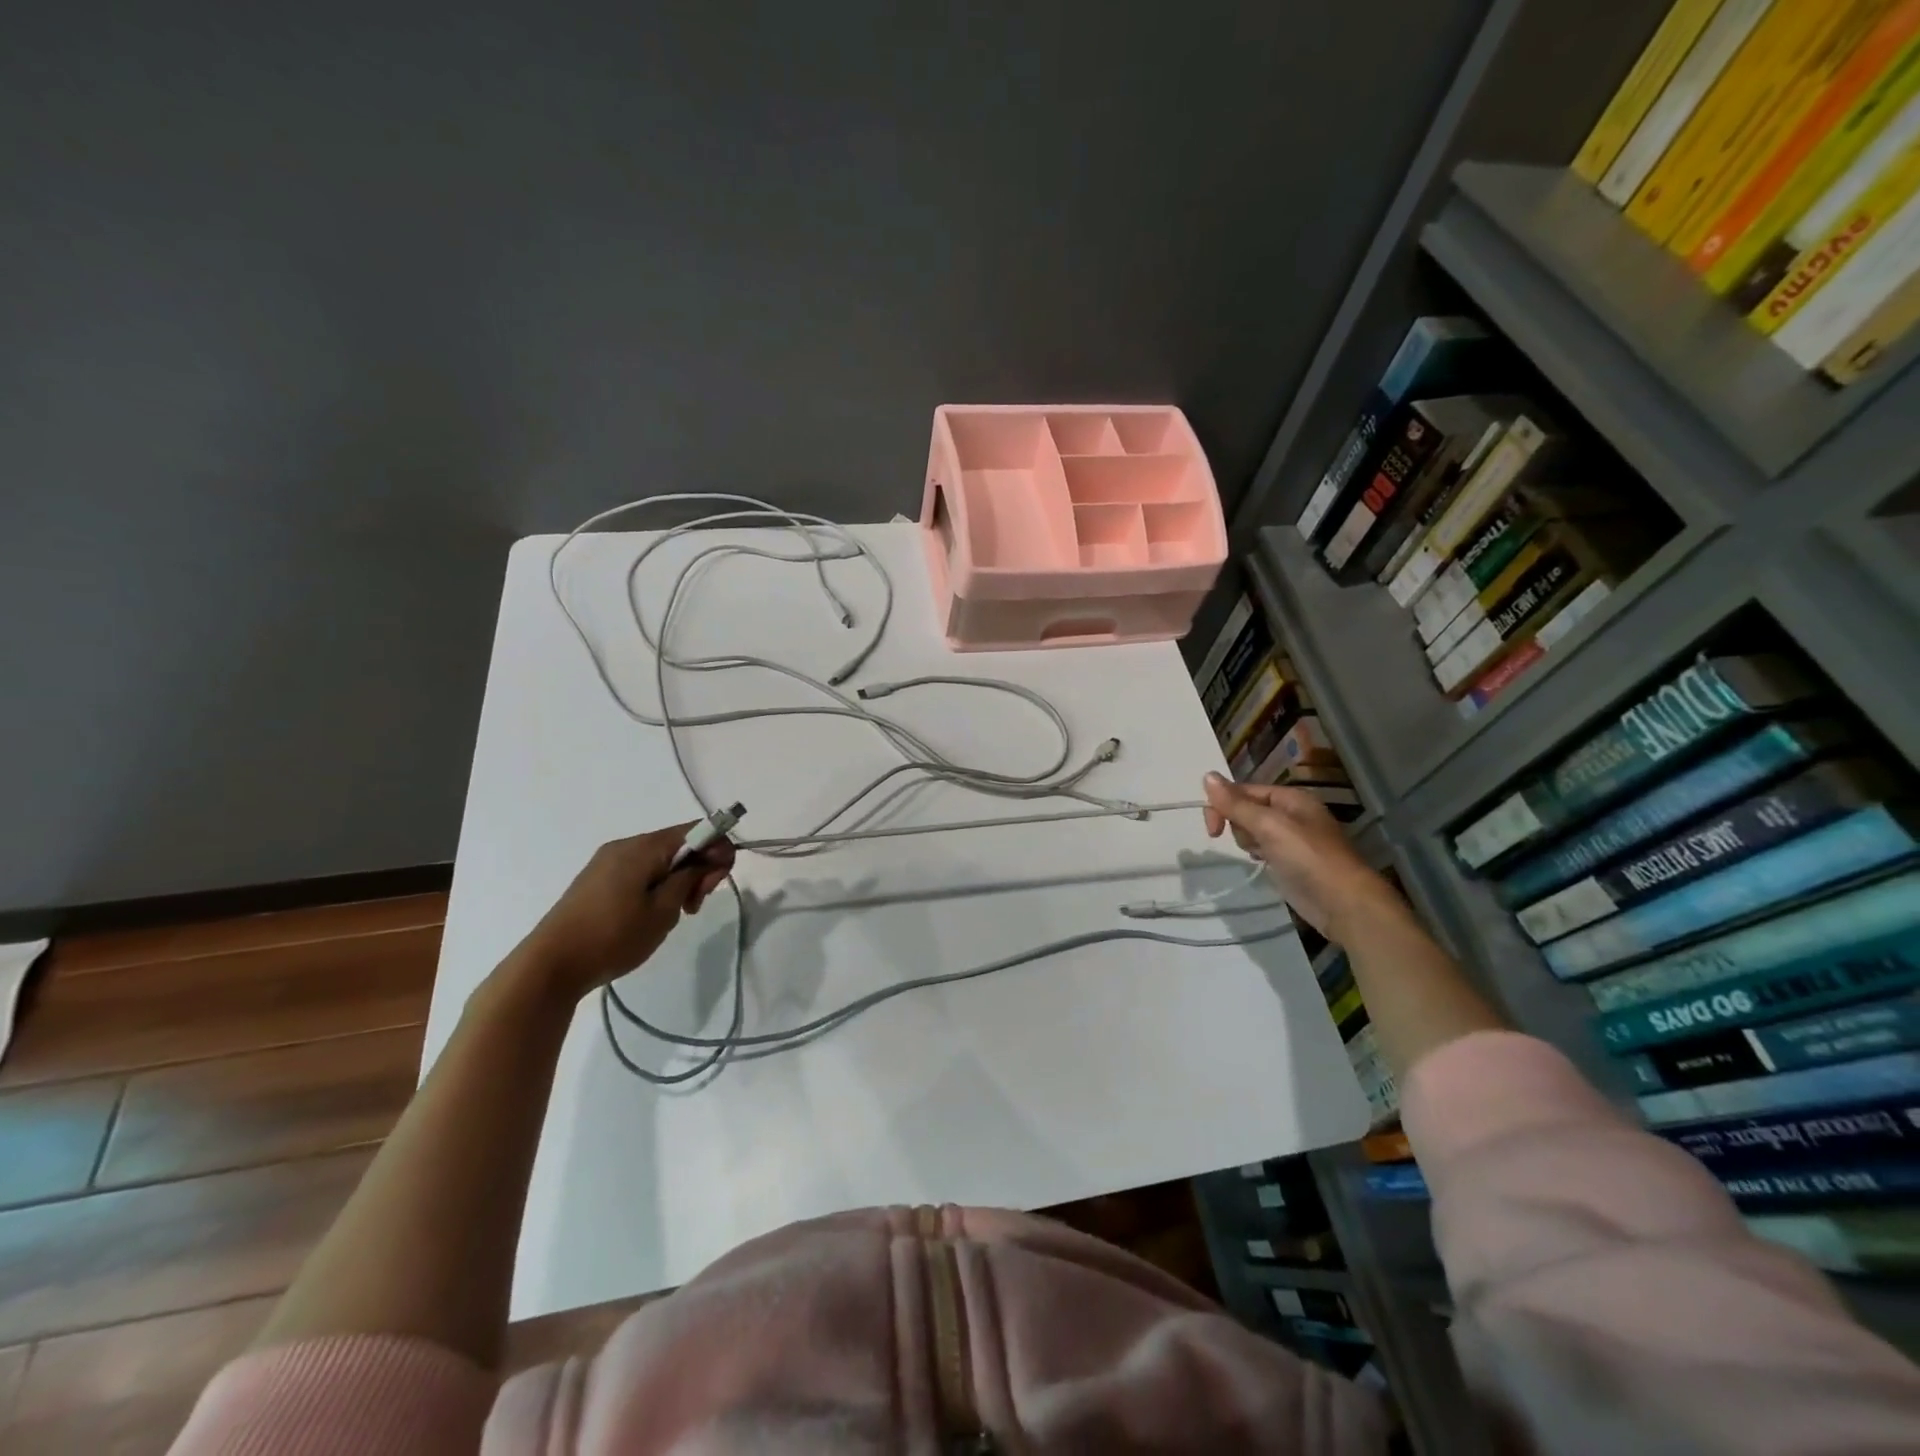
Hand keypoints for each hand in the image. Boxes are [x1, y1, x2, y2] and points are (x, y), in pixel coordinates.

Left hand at [517, 824, 735, 1000]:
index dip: (718, 850)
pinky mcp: (597, 879)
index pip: (698, 830)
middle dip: (698, 869)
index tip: (713, 885)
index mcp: (644, 847)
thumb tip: (708, 856)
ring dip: (678, 880)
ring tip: (672, 916)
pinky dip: (657, 885)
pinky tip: (650, 914)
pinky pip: (640, 870)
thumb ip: (691, 876)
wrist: (550, 965)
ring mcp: (607, 861)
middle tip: (694, 906)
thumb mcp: (663, 910)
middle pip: (679, 843)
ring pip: (661, 859)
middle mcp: (626, 845)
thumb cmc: (613, 937)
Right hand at [1202, 773, 1393, 940]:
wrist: (1343, 904)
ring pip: (1251, 829)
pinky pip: (1261, 847)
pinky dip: (1255, 852)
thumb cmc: (1307, 858)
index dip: (1224, 804)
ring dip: (1246, 839)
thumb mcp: (1269, 826)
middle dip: (1238, 824)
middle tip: (1249, 843)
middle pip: (1246, 808)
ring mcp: (1291, 838)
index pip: (1244, 790)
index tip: (1212, 830)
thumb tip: (1207, 775)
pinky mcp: (1289, 861)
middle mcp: (1291, 813)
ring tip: (1259, 854)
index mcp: (1291, 798)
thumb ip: (1236, 803)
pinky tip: (1260, 862)